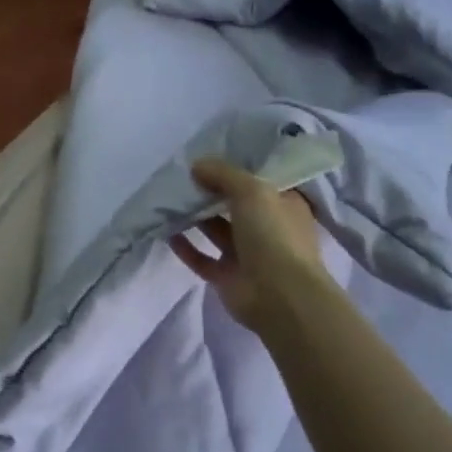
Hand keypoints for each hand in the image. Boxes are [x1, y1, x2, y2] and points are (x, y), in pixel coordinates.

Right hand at [168, 157, 335, 333]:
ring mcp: (247, 254)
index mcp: (284, 205)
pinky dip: (186, 247)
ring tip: (169, 200)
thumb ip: (223, 174)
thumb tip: (197, 165)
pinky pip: (202, 258)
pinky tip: (167, 233)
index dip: (238, 168)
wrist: (280, 296)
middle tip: (182, 175)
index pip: (261, 180)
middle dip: (211, 191)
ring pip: (217, 230)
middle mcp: (268, 227)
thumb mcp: (252, 191)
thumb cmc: (274, 235)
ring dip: (195, 217)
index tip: (210, 155)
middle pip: (234, 204)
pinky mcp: (228, 277)